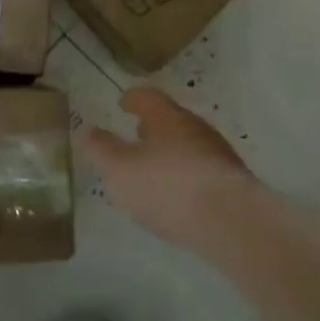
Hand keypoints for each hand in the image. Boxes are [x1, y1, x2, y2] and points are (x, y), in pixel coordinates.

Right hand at [81, 87, 259, 248]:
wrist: (230, 222)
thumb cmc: (166, 187)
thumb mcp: (119, 170)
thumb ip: (100, 149)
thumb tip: (86, 130)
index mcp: (167, 117)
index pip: (148, 97)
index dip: (132, 99)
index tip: (122, 103)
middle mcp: (196, 128)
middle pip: (172, 120)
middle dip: (154, 126)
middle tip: (137, 134)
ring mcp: (219, 154)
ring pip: (189, 144)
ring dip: (172, 151)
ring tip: (155, 168)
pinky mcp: (233, 182)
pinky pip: (203, 169)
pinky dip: (187, 174)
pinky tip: (180, 194)